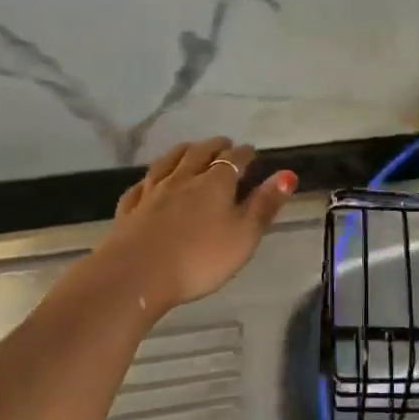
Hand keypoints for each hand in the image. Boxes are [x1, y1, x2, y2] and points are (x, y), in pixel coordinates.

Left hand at [87, 137, 296, 310]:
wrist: (137, 275)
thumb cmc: (200, 258)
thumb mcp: (245, 235)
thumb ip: (265, 204)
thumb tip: (288, 174)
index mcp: (216, 183)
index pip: (234, 159)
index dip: (245, 154)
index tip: (252, 152)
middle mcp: (184, 179)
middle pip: (200, 153)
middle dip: (215, 146)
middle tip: (225, 144)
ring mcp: (153, 192)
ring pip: (169, 162)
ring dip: (183, 152)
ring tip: (190, 148)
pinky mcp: (130, 210)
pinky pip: (141, 186)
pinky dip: (150, 178)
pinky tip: (149, 181)